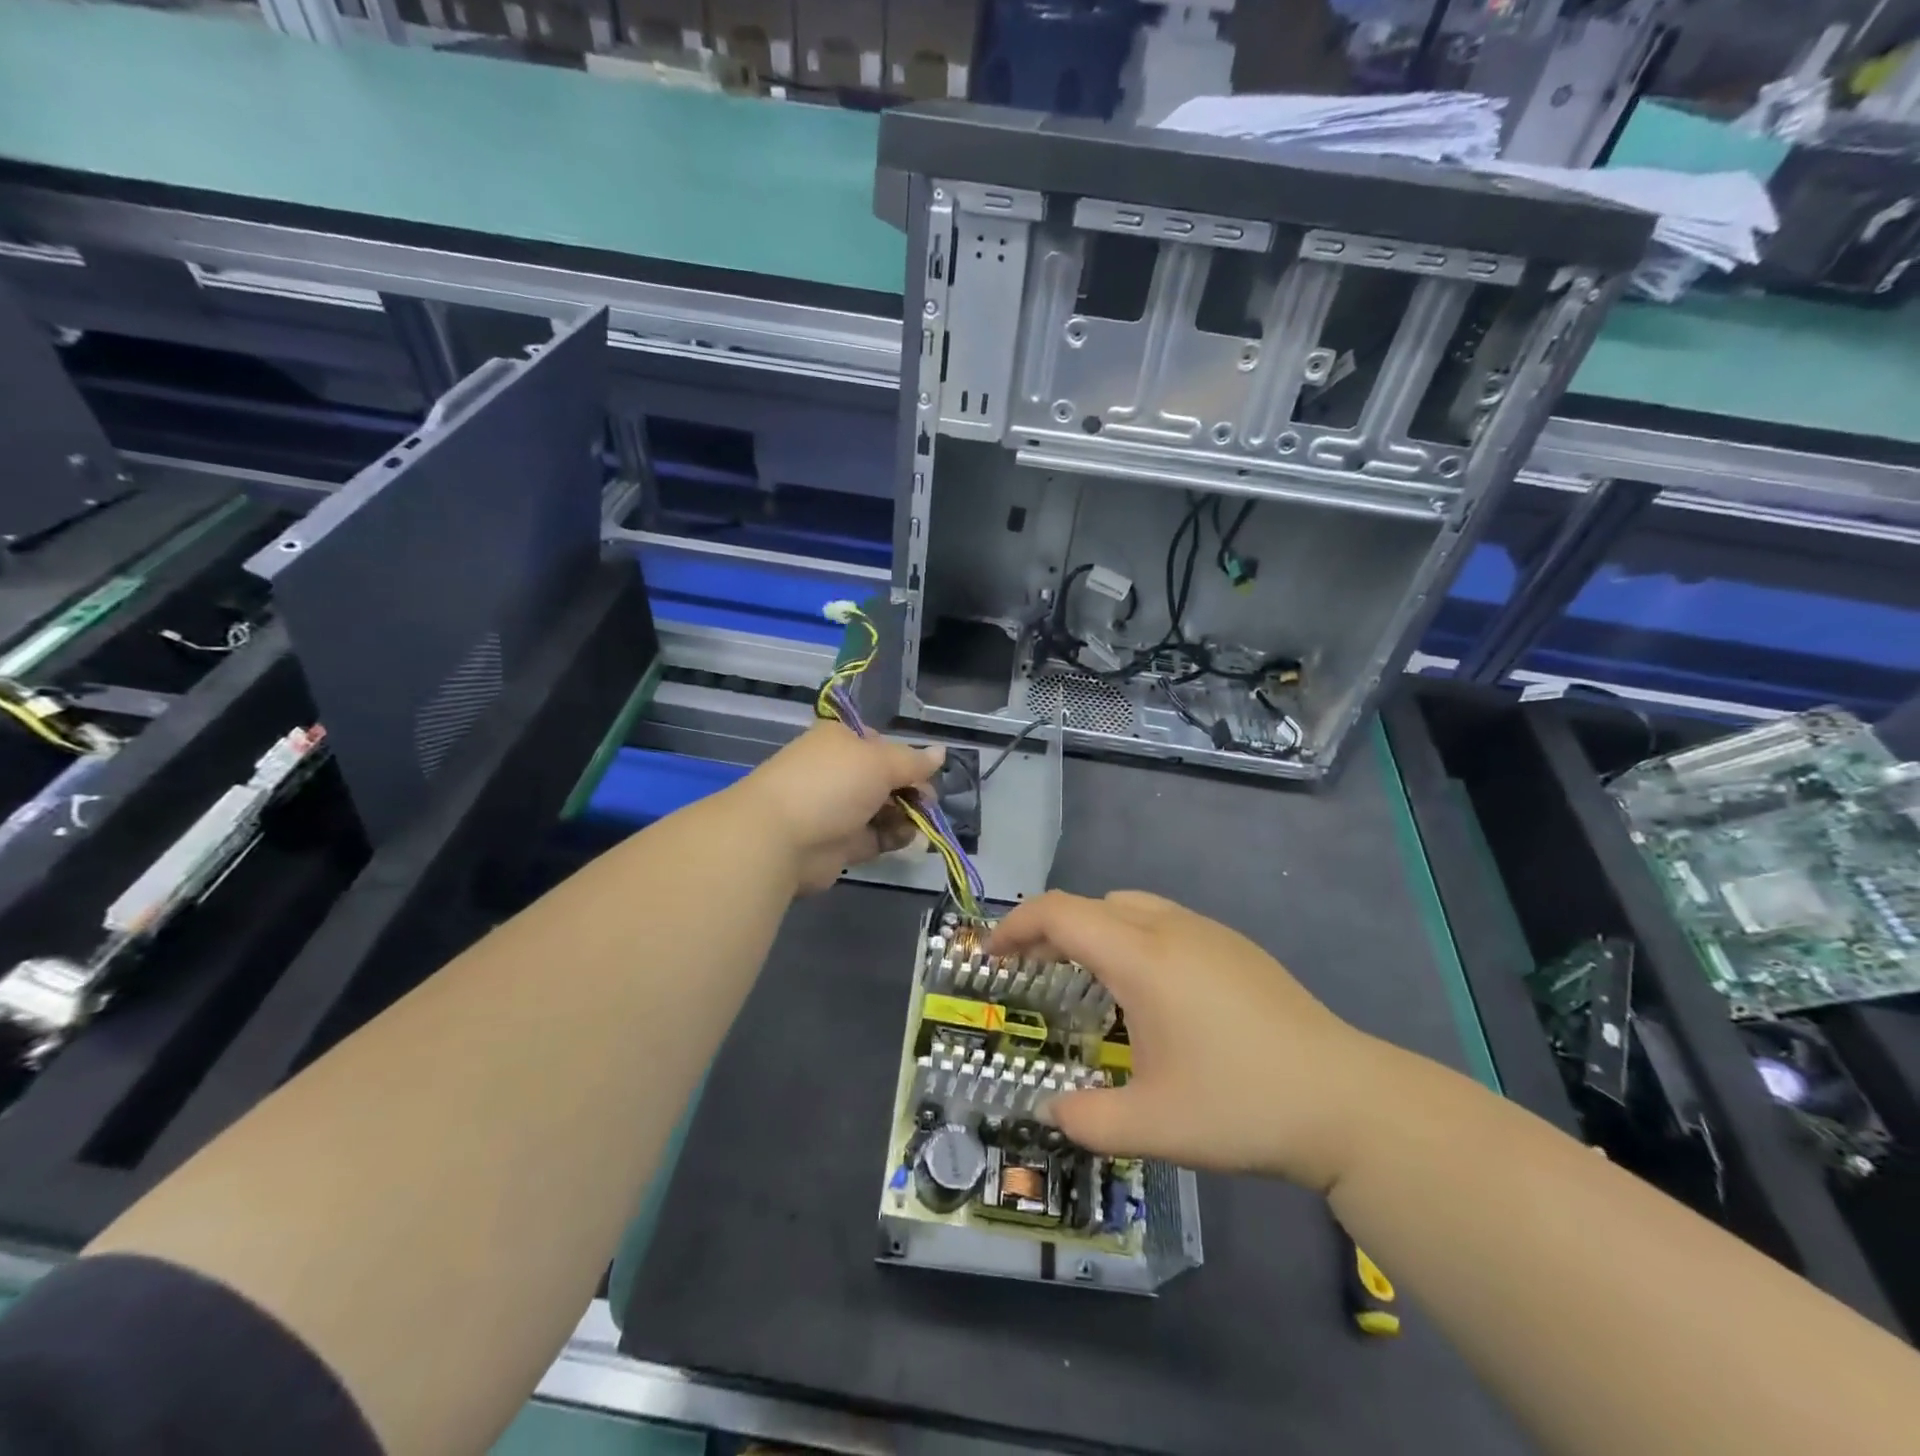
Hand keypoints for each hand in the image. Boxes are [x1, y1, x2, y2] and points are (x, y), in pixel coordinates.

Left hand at [736, 723, 945, 893]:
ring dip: (907, 815)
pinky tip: (907, 839)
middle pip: (887, 779)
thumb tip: (942, 752)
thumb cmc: (831, 784)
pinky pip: (877, 836)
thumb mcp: (880, 762)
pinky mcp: (841, 843)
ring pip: (885, 809)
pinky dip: (894, 836)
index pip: (882, 744)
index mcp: (841, 740)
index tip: (925, 774)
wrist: (780, 838)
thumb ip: (914, 762)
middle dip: (912, 790)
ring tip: (919, 824)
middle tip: (926, 804)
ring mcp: (838, 809)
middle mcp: (839, 772)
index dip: (906, 759)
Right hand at [989, 890, 1391, 1190]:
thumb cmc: (1241, 1106)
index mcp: (1142, 957)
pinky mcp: (1236, 947)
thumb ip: (1086, 1120)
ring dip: (1095, 931)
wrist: (1349, 1101)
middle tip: (1033, 974)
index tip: (991, 955)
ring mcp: (1209, 932)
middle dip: (1051, 930)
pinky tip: (1151, 993)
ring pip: (1131, 907)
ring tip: (1089, 982)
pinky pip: (1166, 921)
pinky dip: (1133, 938)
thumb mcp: (1153, 1126)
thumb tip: (1051, 1111)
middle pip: (1092, 904)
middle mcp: (1171, 928)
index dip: (1015, 925)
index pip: (1059, 913)